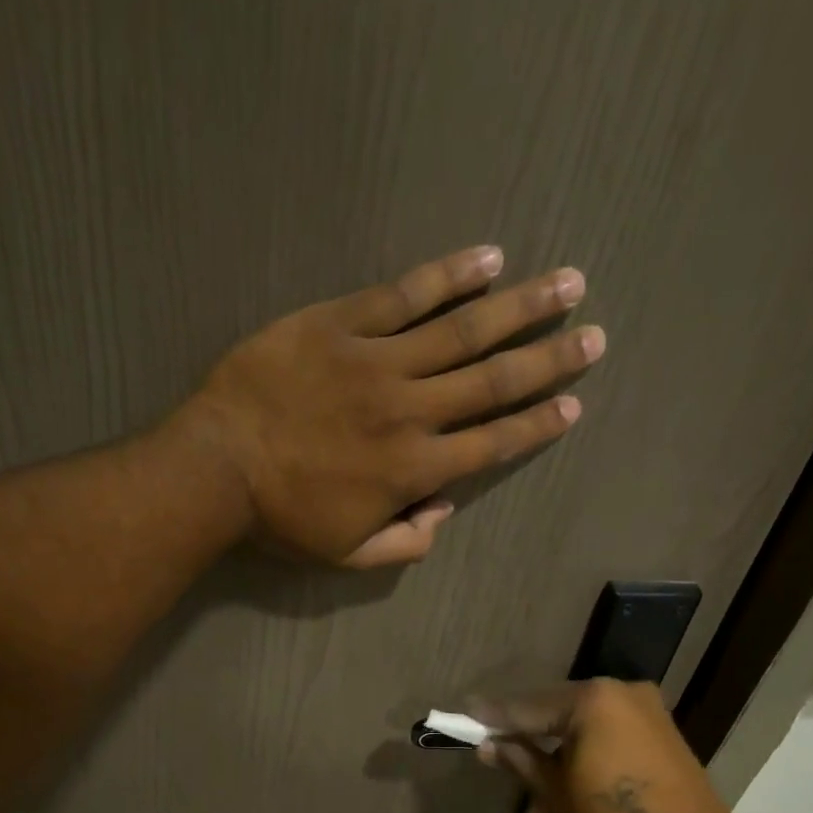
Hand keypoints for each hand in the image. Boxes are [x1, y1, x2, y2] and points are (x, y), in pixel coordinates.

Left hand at [173, 245, 603, 567]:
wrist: (218, 468)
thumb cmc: (282, 519)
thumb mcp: (347, 555)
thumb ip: (404, 542)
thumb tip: (443, 511)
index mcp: (413, 469)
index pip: (491, 443)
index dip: (536, 425)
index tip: (573, 405)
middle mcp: (410, 411)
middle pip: (492, 381)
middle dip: (548, 360)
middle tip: (593, 336)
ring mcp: (378, 362)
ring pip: (462, 330)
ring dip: (519, 307)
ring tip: (566, 283)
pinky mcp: (342, 325)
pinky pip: (405, 294)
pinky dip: (449, 276)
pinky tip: (486, 257)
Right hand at [472, 681, 753, 812]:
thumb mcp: (554, 790)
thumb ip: (518, 759)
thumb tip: (487, 745)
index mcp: (591, 699)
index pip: (527, 707)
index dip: (493, 717)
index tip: (464, 714)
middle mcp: (618, 694)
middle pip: (554, 721)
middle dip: (528, 758)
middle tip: (501, 780)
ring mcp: (643, 714)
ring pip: (579, 741)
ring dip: (555, 779)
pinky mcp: (657, 737)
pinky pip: (604, 747)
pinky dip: (582, 773)